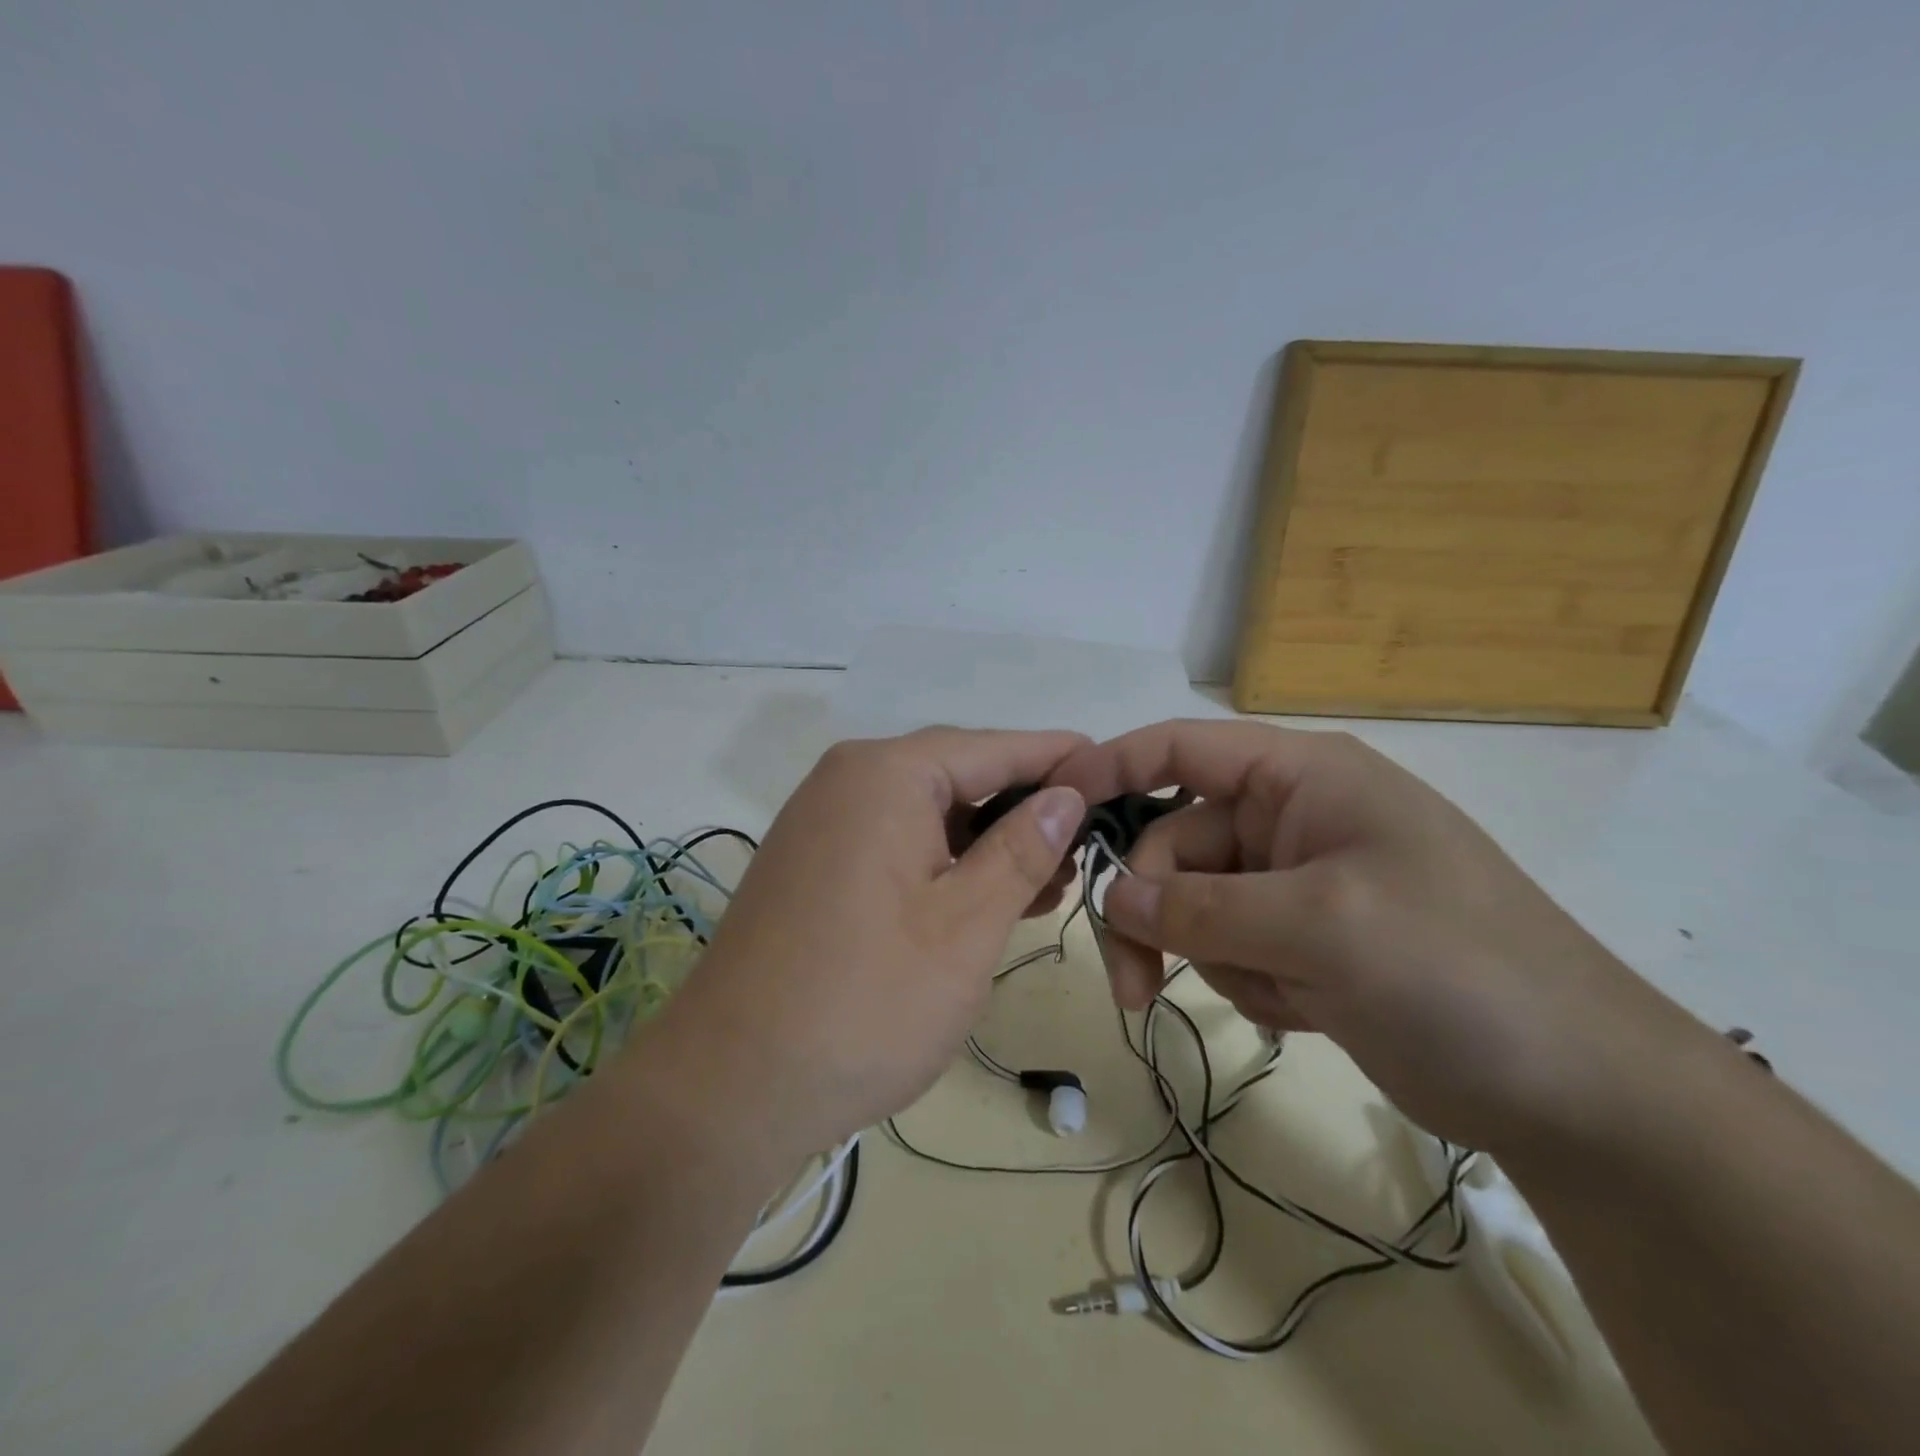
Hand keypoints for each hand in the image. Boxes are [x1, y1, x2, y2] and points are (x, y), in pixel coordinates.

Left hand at [651, 727, 1087, 1161]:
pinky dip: (944, 862)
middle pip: (958, 773)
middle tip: (1086, 844)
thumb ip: (1023, 848)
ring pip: (927, 812)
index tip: (1113, 768)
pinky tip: (985, 897)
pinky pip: (895, 841)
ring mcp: (822, 822)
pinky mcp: (812, 864)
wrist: (730, 1087)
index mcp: (886, 774)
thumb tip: (1066, 792)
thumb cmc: (866, 1002)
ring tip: (1048, 881)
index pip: (993, 746)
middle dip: (1024, 806)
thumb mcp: (967, 924)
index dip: (1058, 757)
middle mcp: (847, 780)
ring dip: (987, 841)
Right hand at [1049, 720, 1695, 1153]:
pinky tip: (1302, 1011)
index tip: (1054, 806)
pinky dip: (1246, 980)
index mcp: (1301, 777)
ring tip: (1271, 998)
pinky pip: (1228, 946)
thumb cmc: (1455, 970)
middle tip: (1133, 983)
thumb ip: (1199, 905)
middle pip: (1174, 844)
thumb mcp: (1319, 925)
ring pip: (1194, 903)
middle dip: (1151, 909)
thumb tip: (1111, 895)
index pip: (1182, 748)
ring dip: (1206, 953)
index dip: (1112, 766)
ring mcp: (1295, 883)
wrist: (1578, 1091)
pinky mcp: (1302, 942)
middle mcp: (1291, 818)